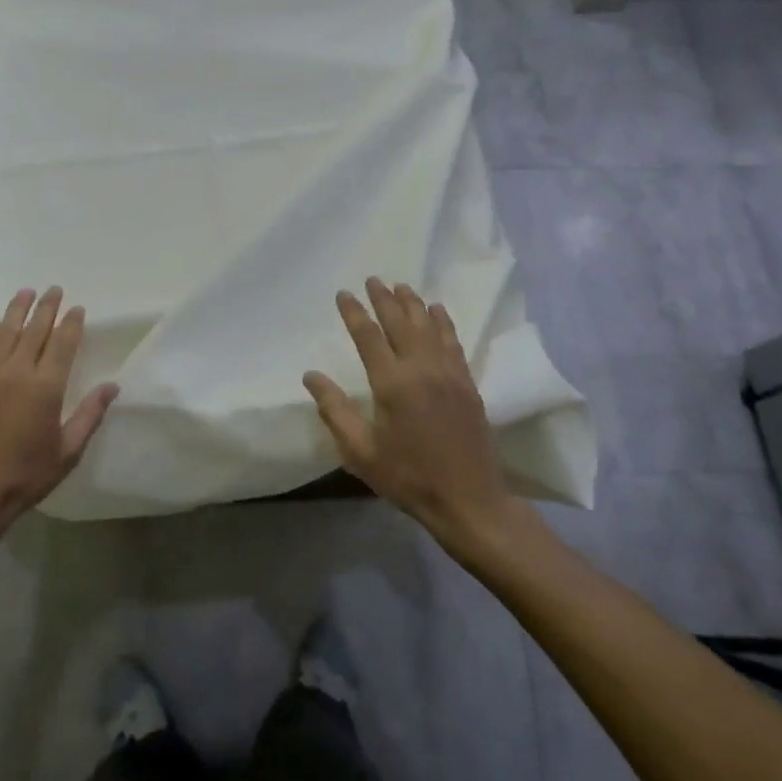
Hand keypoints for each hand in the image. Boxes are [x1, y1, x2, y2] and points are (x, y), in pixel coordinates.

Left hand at [0, 287, 117, 550]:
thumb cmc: (25, 476)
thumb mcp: (67, 452)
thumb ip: (89, 415)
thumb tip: (112, 386)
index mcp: (45, 387)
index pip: (62, 343)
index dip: (72, 323)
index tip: (78, 308)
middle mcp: (16, 372)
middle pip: (34, 330)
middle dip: (47, 307)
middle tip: (55, 290)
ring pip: (5, 332)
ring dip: (17, 310)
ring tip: (26, 292)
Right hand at [303, 278, 511, 549]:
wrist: (469, 501)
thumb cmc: (408, 478)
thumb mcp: (360, 452)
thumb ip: (334, 410)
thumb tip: (311, 376)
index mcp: (392, 384)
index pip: (368, 336)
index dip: (354, 312)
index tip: (344, 293)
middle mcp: (421, 369)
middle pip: (400, 322)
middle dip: (384, 299)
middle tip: (373, 279)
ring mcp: (449, 374)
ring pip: (428, 326)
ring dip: (413, 303)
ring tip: (401, 286)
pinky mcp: (467, 383)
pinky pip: (452, 341)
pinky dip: (443, 321)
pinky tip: (438, 311)